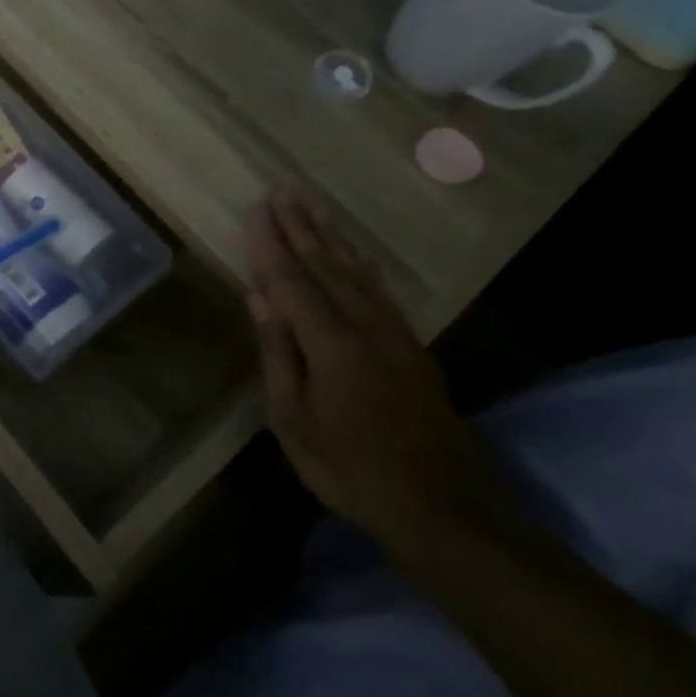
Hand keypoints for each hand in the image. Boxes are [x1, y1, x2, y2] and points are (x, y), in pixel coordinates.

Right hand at [245, 189, 504, 544]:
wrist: (440, 505)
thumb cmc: (348, 466)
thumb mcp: (293, 418)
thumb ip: (278, 352)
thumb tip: (258, 297)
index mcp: (331, 343)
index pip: (292, 280)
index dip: (271, 244)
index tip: (256, 209)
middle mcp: (365, 326)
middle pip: (326, 265)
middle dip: (300, 227)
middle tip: (282, 191)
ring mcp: (394, 334)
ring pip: (356, 271)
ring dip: (331, 235)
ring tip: (312, 205)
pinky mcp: (410, 345)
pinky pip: (378, 288)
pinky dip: (359, 261)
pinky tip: (351, 252)